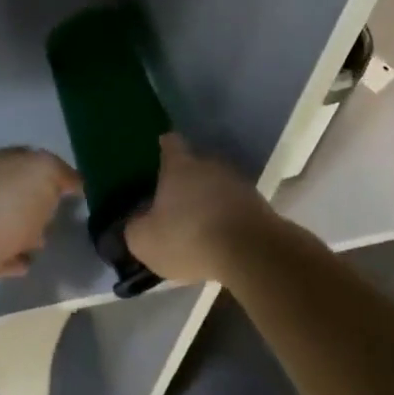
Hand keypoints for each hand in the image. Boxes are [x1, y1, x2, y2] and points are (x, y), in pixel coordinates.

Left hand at [0, 147, 81, 303]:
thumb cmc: (6, 204)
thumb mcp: (44, 173)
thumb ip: (61, 173)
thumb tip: (73, 181)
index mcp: (3, 162)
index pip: (31, 158)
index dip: (53, 170)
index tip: (74, 188)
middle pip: (19, 191)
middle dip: (39, 202)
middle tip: (59, 215)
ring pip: (9, 223)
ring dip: (26, 232)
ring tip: (44, 243)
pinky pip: (0, 254)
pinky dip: (13, 258)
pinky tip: (26, 264)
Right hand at [126, 134, 284, 285]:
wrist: (250, 251)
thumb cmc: (189, 238)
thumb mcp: (145, 241)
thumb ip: (135, 227)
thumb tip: (137, 221)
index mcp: (180, 166)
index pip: (170, 143)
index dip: (163, 147)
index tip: (158, 152)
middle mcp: (210, 164)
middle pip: (195, 165)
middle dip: (185, 181)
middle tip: (173, 202)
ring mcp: (237, 181)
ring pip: (217, 185)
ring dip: (208, 199)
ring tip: (198, 223)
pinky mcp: (258, 202)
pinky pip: (234, 204)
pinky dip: (226, 216)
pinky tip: (220, 236)